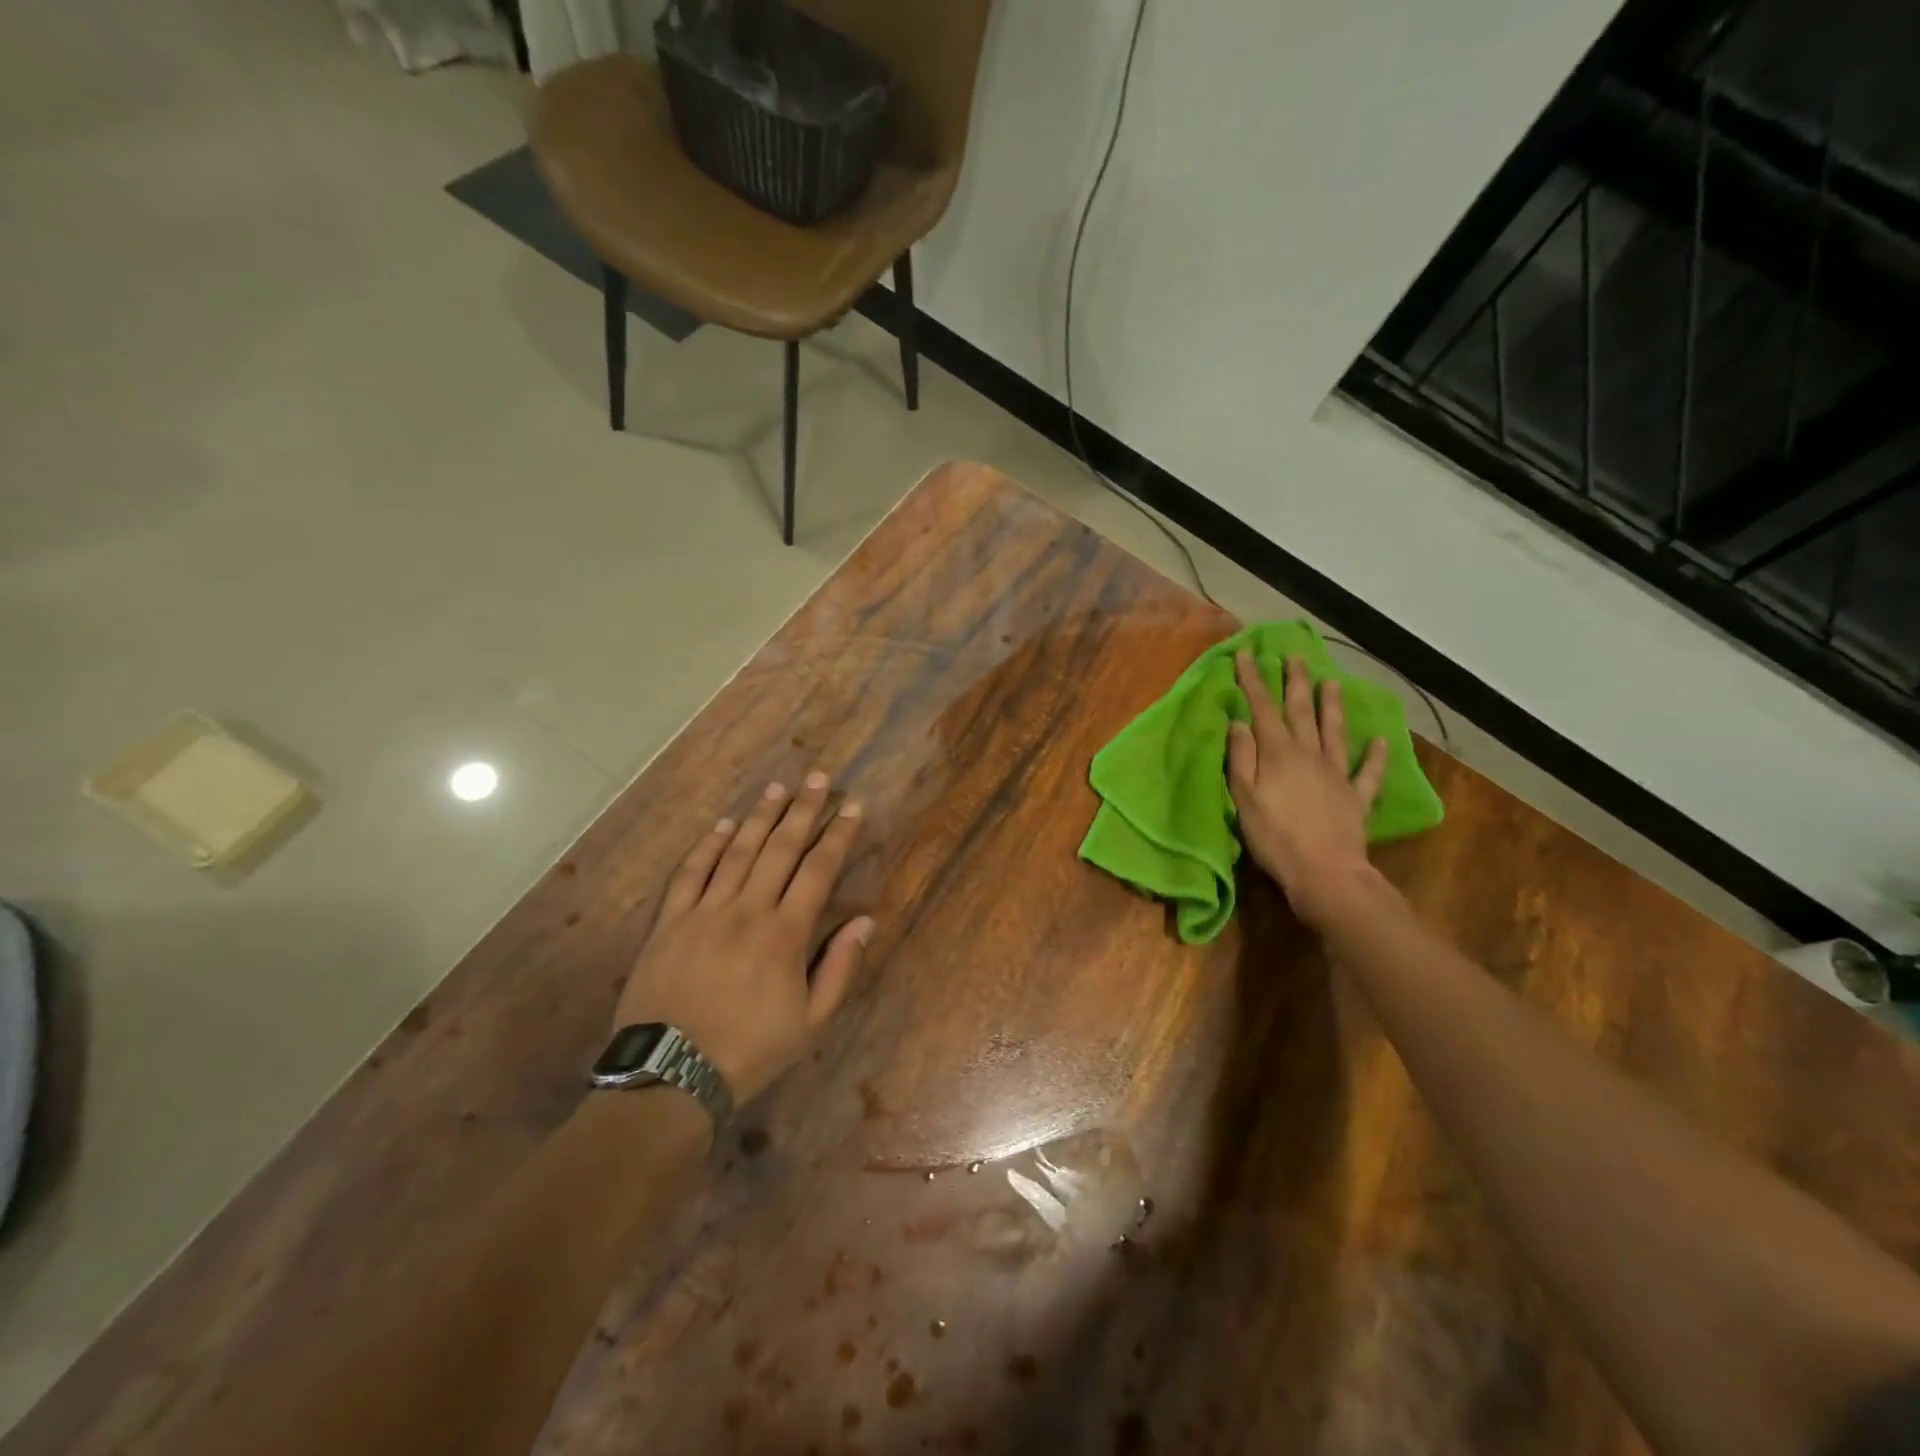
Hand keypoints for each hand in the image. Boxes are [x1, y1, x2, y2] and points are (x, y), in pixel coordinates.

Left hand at [614, 773, 872, 1104]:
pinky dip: (709, 846)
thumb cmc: (751, 1051)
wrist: (671, 1076)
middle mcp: (747, 911)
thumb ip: (840, 968)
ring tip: (778, 788)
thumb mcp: (812, 1023)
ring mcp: (704, 913)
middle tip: (817, 777)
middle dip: (802, 810)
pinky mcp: (670, 922)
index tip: (852, 807)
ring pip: (737, 852)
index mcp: (785, 934)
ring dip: (760, 817)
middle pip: (779, 849)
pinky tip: (724, 826)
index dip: (838, 835)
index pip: (818, 870)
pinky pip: (691, 874)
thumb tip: (865, 921)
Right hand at [1227, 651, 1389, 928]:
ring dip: (1332, 706)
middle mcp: (1310, 755)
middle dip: (1296, 682)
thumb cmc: (1275, 837)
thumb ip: (1241, 758)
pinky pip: (1369, 772)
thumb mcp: (1244, 798)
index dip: (1254, 681)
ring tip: (1332, 682)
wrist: (1325, 873)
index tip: (1248, 654)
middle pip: (1302, 712)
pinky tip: (1382, 741)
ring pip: (1335, 732)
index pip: (1263, 709)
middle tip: (1295, 656)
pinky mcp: (1356, 798)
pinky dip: (1376, 756)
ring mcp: (1337, 775)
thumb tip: (1240, 723)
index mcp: (1279, 754)